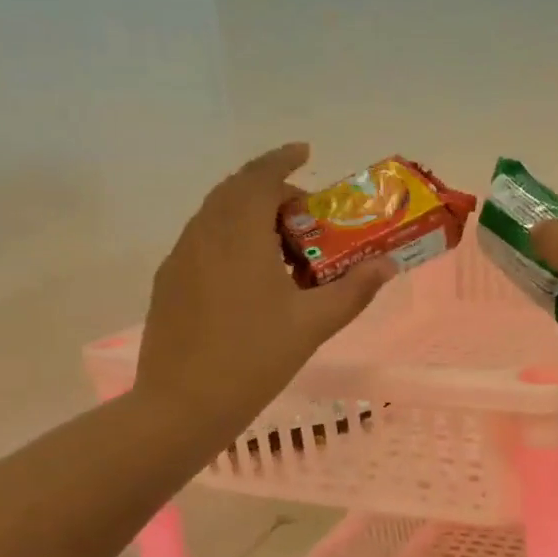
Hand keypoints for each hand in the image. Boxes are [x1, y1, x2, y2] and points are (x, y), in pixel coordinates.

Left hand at [134, 144, 394, 437]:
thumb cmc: (254, 359)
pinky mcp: (170, 282)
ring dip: (251, 216)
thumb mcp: (314, 324)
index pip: (259, 177)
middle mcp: (204, 235)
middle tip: (308, 217)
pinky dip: (232, 239)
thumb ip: (354, 290)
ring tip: (286, 249)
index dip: (282, 159)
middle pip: (236, 191)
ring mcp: (181, 259)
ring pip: (217, 216)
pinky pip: (204, 241)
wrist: (182, 405)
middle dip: (272, 191)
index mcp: (239, 235)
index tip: (306, 152)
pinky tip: (253, 278)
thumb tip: (387, 266)